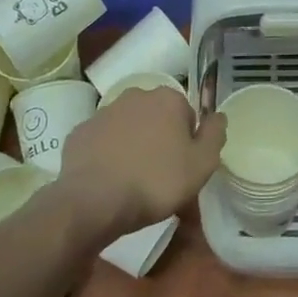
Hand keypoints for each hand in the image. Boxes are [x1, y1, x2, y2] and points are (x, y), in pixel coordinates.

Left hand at [52, 86, 226, 239]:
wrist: (94, 201)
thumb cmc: (156, 181)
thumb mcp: (202, 164)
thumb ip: (215, 135)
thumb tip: (218, 115)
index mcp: (167, 99)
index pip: (187, 114)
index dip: (188, 141)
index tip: (183, 166)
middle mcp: (135, 96)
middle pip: (156, 117)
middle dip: (159, 139)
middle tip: (160, 175)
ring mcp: (103, 112)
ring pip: (127, 127)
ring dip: (132, 145)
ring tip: (132, 181)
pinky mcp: (79, 133)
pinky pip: (101, 142)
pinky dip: (106, 155)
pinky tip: (108, 180)